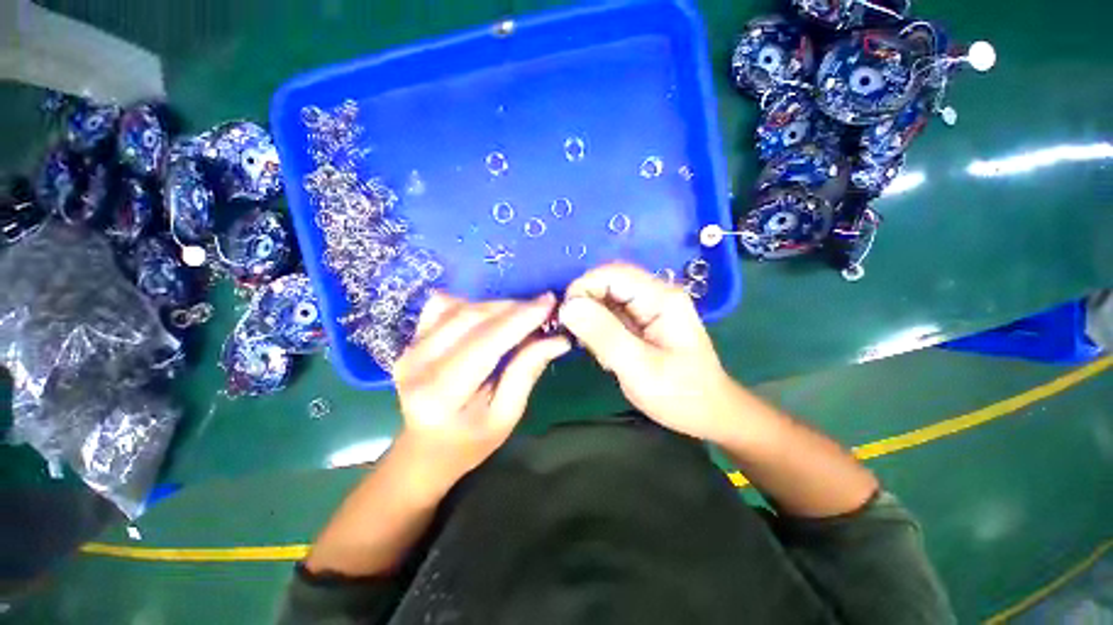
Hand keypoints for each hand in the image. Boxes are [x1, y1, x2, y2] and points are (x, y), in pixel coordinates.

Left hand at [392, 292, 569, 489]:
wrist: (424, 450)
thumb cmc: (469, 442)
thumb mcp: (506, 415)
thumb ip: (527, 372)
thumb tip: (557, 339)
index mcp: (442, 394)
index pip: (486, 342)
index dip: (520, 318)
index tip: (549, 303)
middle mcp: (417, 365)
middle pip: (472, 318)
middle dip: (513, 307)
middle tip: (542, 307)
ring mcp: (408, 348)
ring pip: (460, 308)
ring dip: (497, 305)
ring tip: (522, 312)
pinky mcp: (409, 339)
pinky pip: (443, 306)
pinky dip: (472, 303)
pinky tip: (490, 314)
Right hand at [558, 262, 735, 440]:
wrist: (708, 413)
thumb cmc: (679, 394)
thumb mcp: (638, 367)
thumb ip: (603, 334)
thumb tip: (568, 306)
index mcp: (660, 297)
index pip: (611, 273)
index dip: (583, 288)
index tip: (566, 318)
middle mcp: (655, 293)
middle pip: (608, 281)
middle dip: (585, 303)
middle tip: (576, 335)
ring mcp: (650, 306)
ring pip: (607, 297)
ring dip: (591, 317)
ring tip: (591, 346)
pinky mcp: (643, 320)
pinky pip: (611, 312)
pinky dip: (598, 327)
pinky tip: (602, 349)